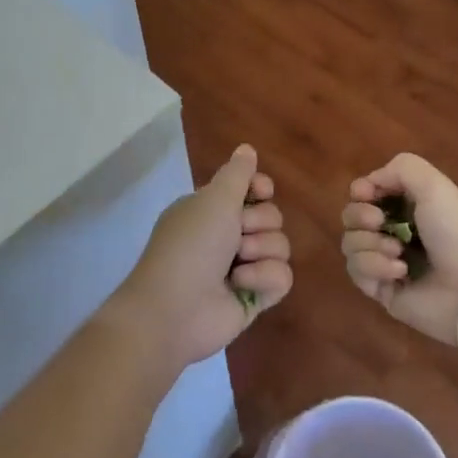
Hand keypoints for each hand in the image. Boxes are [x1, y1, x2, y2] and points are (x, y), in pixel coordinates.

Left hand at [106, 145, 291, 371]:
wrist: (175, 309)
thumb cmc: (191, 245)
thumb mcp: (213, 199)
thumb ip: (237, 174)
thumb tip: (247, 148)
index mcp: (211, 210)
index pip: (251, 190)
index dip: (260, 188)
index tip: (261, 191)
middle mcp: (227, 236)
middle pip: (271, 216)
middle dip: (258, 223)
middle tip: (237, 235)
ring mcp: (243, 268)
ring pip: (280, 246)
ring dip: (261, 251)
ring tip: (236, 265)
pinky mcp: (254, 298)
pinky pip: (282, 277)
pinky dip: (264, 278)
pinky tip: (242, 285)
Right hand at [341, 153, 457, 346]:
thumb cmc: (456, 231)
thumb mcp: (434, 185)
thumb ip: (400, 168)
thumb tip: (369, 184)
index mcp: (408, 205)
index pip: (366, 193)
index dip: (360, 191)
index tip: (365, 194)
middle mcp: (394, 231)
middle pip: (351, 217)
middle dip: (359, 216)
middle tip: (379, 222)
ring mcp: (385, 261)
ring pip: (350, 244)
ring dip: (369, 244)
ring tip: (398, 253)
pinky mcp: (381, 290)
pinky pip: (357, 272)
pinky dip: (375, 268)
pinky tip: (400, 272)